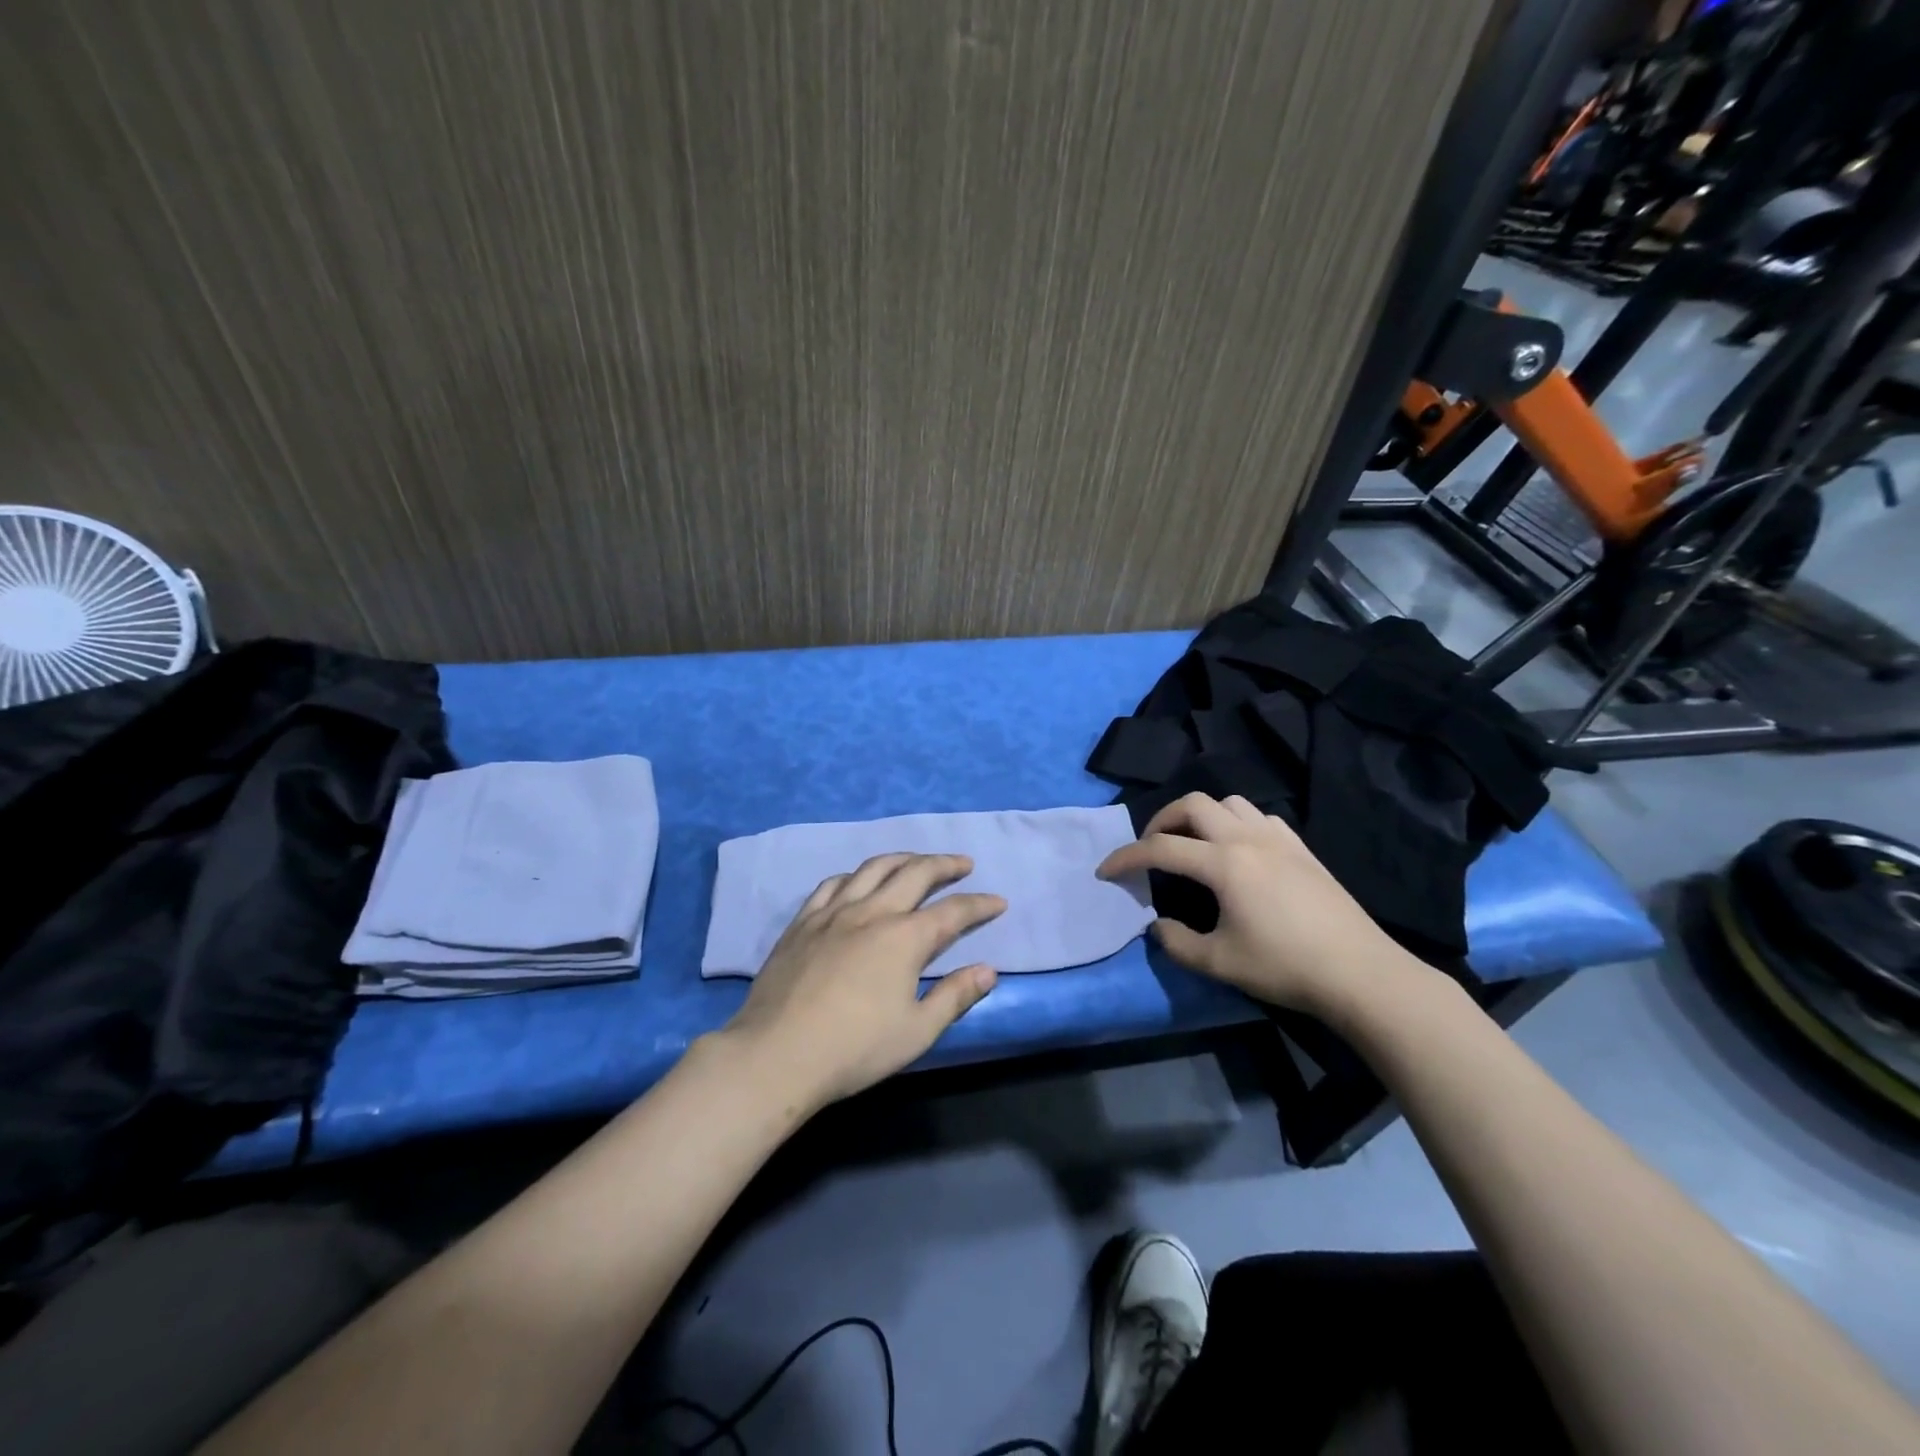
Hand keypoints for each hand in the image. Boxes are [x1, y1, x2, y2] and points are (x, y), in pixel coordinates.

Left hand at [718, 853, 1004, 1111]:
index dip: (979, 905)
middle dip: (944, 865)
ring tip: (916, 861)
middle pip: (915, 873)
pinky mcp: (803, 922)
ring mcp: (833, 912)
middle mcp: (872, 912)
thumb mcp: (916, 1032)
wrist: (776, 1054)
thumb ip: (955, 997)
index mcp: (905, 938)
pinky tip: (857, 880)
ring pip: (873, 868)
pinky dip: (855, 875)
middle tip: (963, 864)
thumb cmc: (854, 1049)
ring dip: (902, 859)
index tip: (998, 902)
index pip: (953, 912)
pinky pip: (832, 884)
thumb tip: (988, 970)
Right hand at [1097, 792, 1424, 1019]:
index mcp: (1223, 863)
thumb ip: (1177, 943)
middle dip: (1162, 820)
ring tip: (1194, 845)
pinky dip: (1237, 824)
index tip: (1106, 872)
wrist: (1360, 973)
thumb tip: (1157, 926)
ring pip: (1229, 803)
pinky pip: (1260, 817)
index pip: (1160, 848)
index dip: (1126, 857)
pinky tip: (1240, 851)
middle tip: (1152, 848)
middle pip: (1192, 804)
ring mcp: (1278, 838)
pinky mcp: (1301, 848)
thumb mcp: (1219, 963)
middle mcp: (1247, 838)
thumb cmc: (1285, 967)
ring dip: (1201, 816)